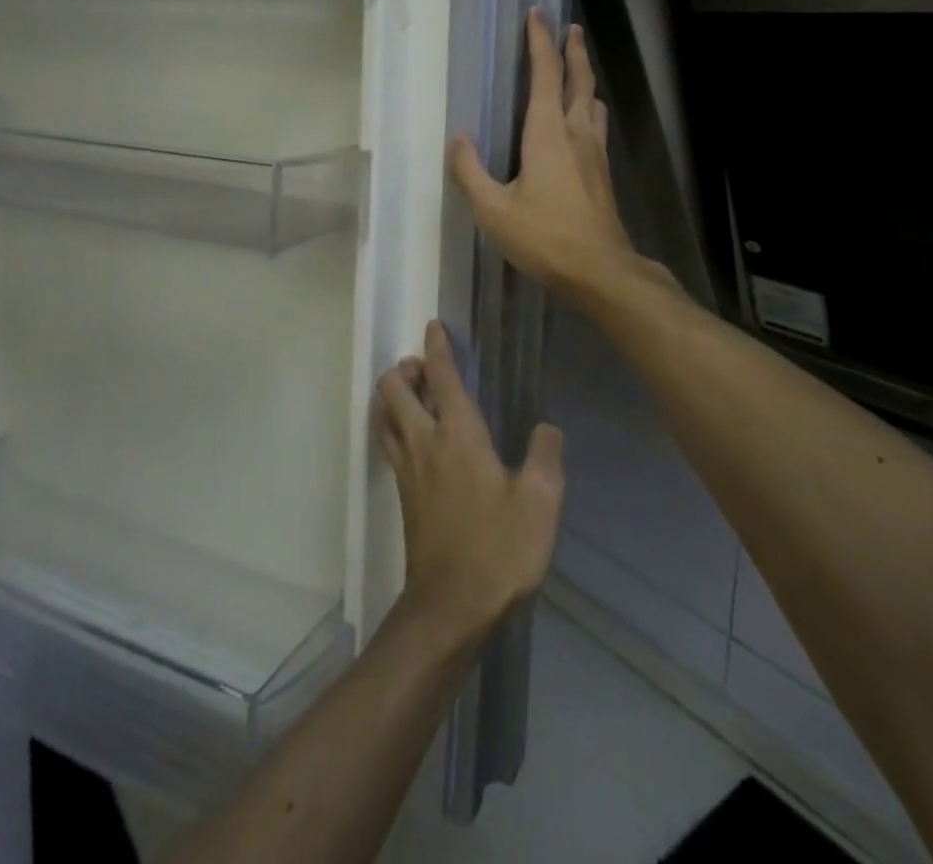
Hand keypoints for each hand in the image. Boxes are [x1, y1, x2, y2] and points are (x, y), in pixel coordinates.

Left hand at [376, 320, 564, 642]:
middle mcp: (424, 442)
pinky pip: (390, 443)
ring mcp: (407, 469)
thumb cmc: (499, 548)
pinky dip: (396, 425)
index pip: (441, 377)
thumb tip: (547, 428)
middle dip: (405, 368)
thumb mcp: (540, 502)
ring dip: (396, 396)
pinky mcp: (403, 495)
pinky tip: (417, 439)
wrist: (450, 607)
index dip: (436, 347)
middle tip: (425, 367)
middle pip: (394, 389)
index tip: (433, 325)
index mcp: (458, 434)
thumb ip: (545, 456)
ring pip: (385, 416)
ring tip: (419, 396)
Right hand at [450, 11, 657, 308]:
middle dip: (573, 51)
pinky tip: (581, 122)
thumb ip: (471, 173)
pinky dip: (588, 108)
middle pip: (579, 80)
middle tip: (570, 29)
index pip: (545, 75)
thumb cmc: (545, 237)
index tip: (538, 15)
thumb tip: (458, 141)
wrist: (601, 270)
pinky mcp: (603, 173)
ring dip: (585, 79)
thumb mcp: (494, 210)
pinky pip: (595, 125)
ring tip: (577, 71)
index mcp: (548, 132)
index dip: (540, 42)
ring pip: (593, 102)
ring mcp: (595, 152)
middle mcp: (576, 132)